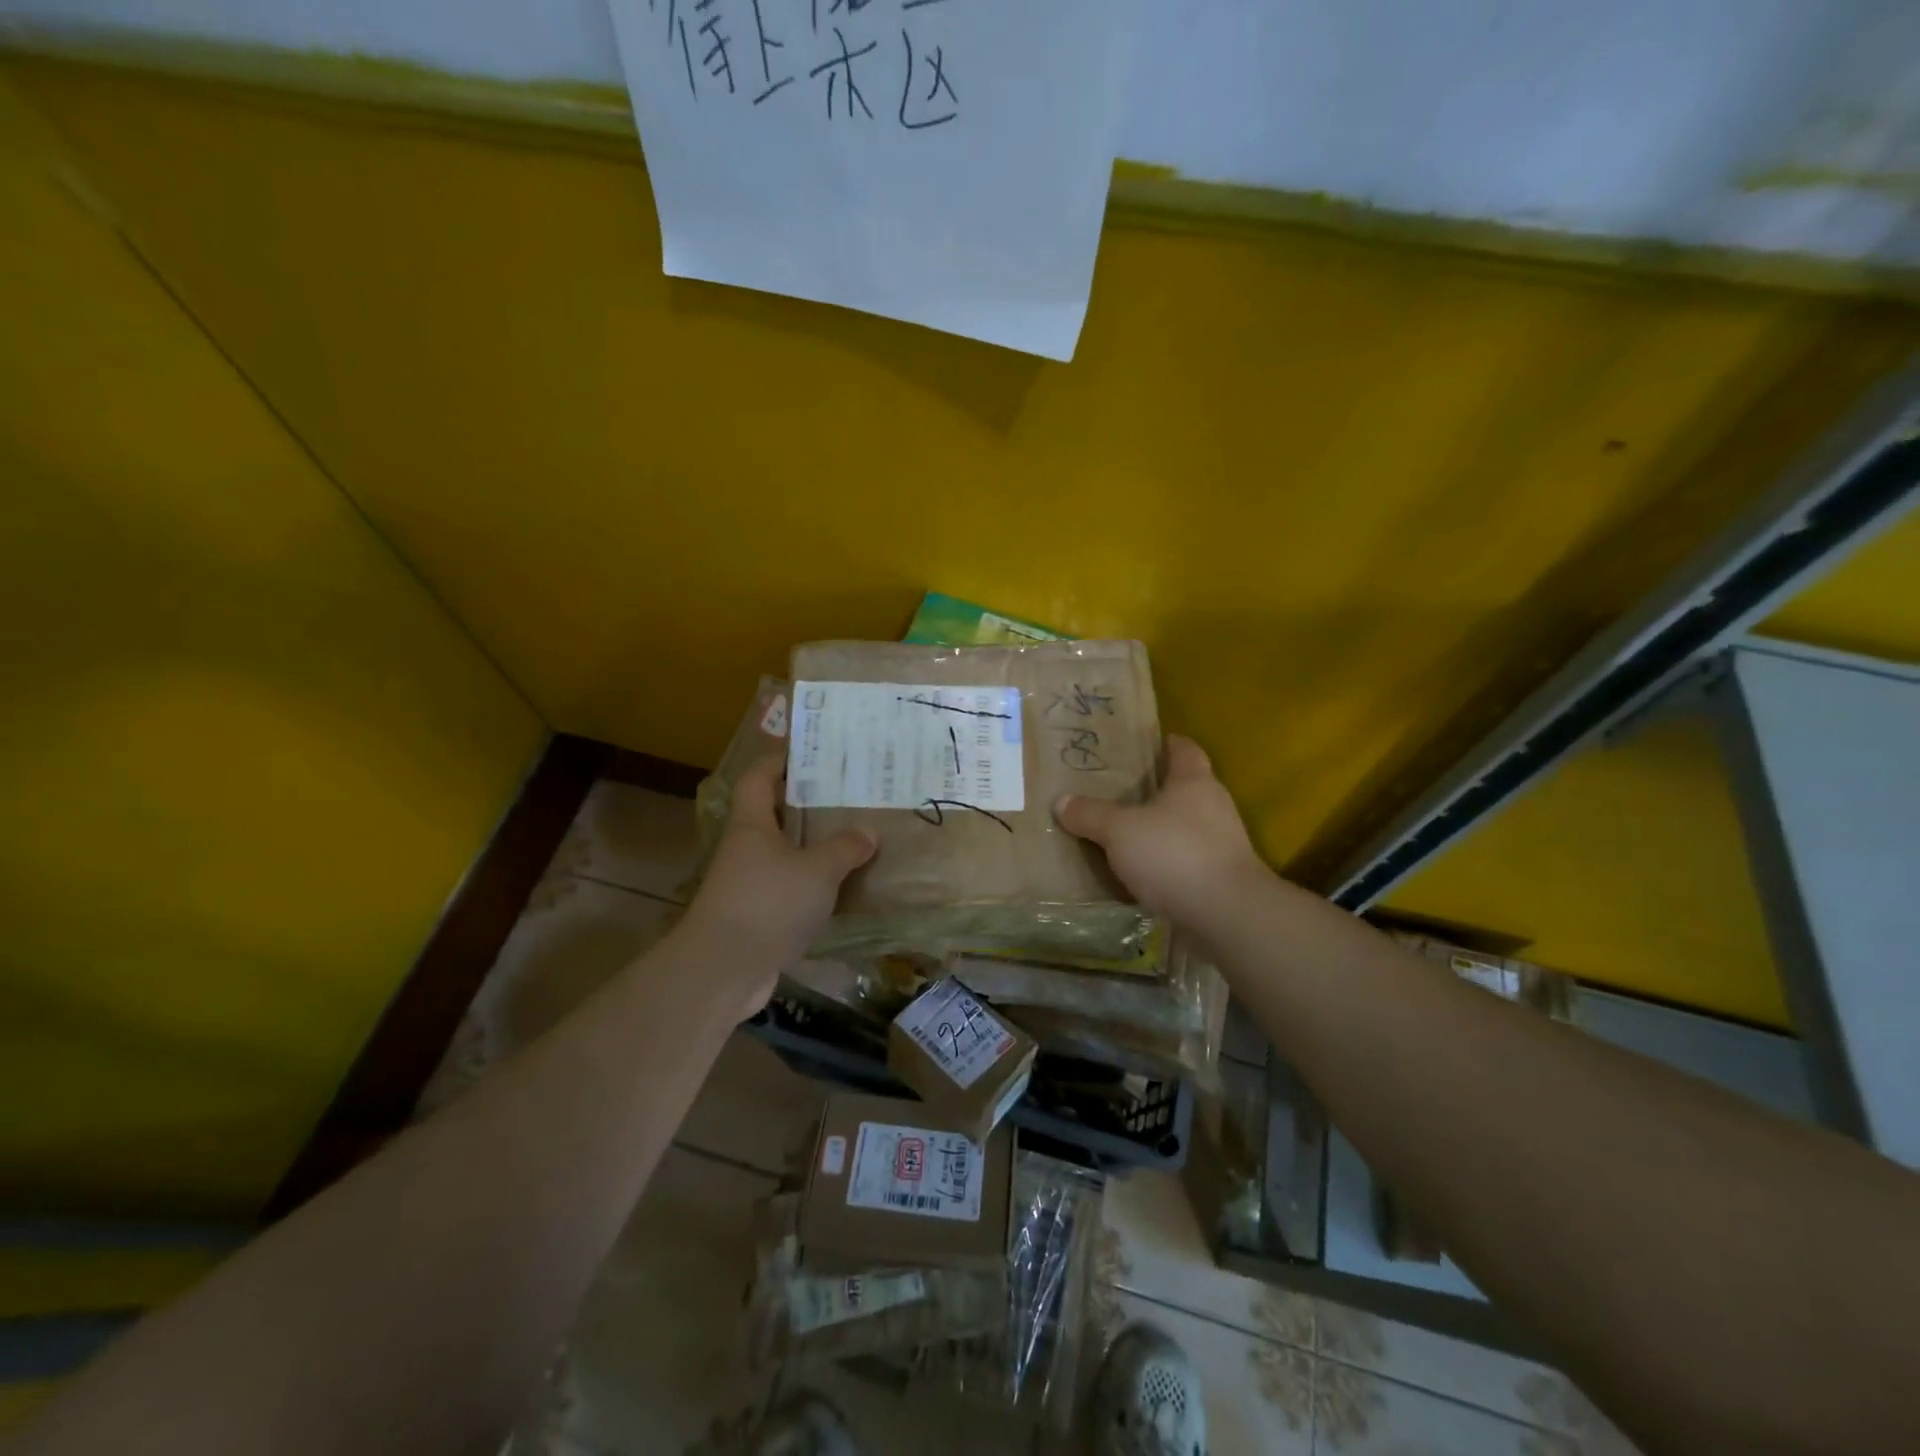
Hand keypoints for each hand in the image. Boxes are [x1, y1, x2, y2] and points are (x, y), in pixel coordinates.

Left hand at [678, 754, 875, 1009]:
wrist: (723, 970)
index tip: (810, 753)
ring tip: (853, 840)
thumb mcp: (816, 870)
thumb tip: (866, 833)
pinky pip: (788, 890)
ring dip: (812, 849)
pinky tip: (841, 890)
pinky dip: (811, 887)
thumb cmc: (768, 903)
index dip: (779, 761)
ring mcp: (747, 885)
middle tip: (847, 797)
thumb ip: (844, 848)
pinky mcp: (756, 917)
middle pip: (774, 816)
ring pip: (783, 855)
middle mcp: (745, 849)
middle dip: (806, 806)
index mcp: (753, 825)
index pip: (758, 778)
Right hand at [1054, 735, 1266, 927]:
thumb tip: (1061, 801)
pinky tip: (1138, 872)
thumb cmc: (1175, 854)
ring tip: (1121, 834)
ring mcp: (1220, 845)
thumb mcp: (1120, 830)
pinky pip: (1184, 862)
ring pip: (1183, 827)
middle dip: (1154, 790)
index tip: (1144, 744)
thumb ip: (1090, 815)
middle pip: (1184, 789)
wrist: (1226, 916)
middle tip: (1117, 791)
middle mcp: (1213, 807)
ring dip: (1158, 830)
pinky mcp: (1219, 878)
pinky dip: (1164, 863)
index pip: (1185, 750)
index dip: (1166, 743)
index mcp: (1194, 782)